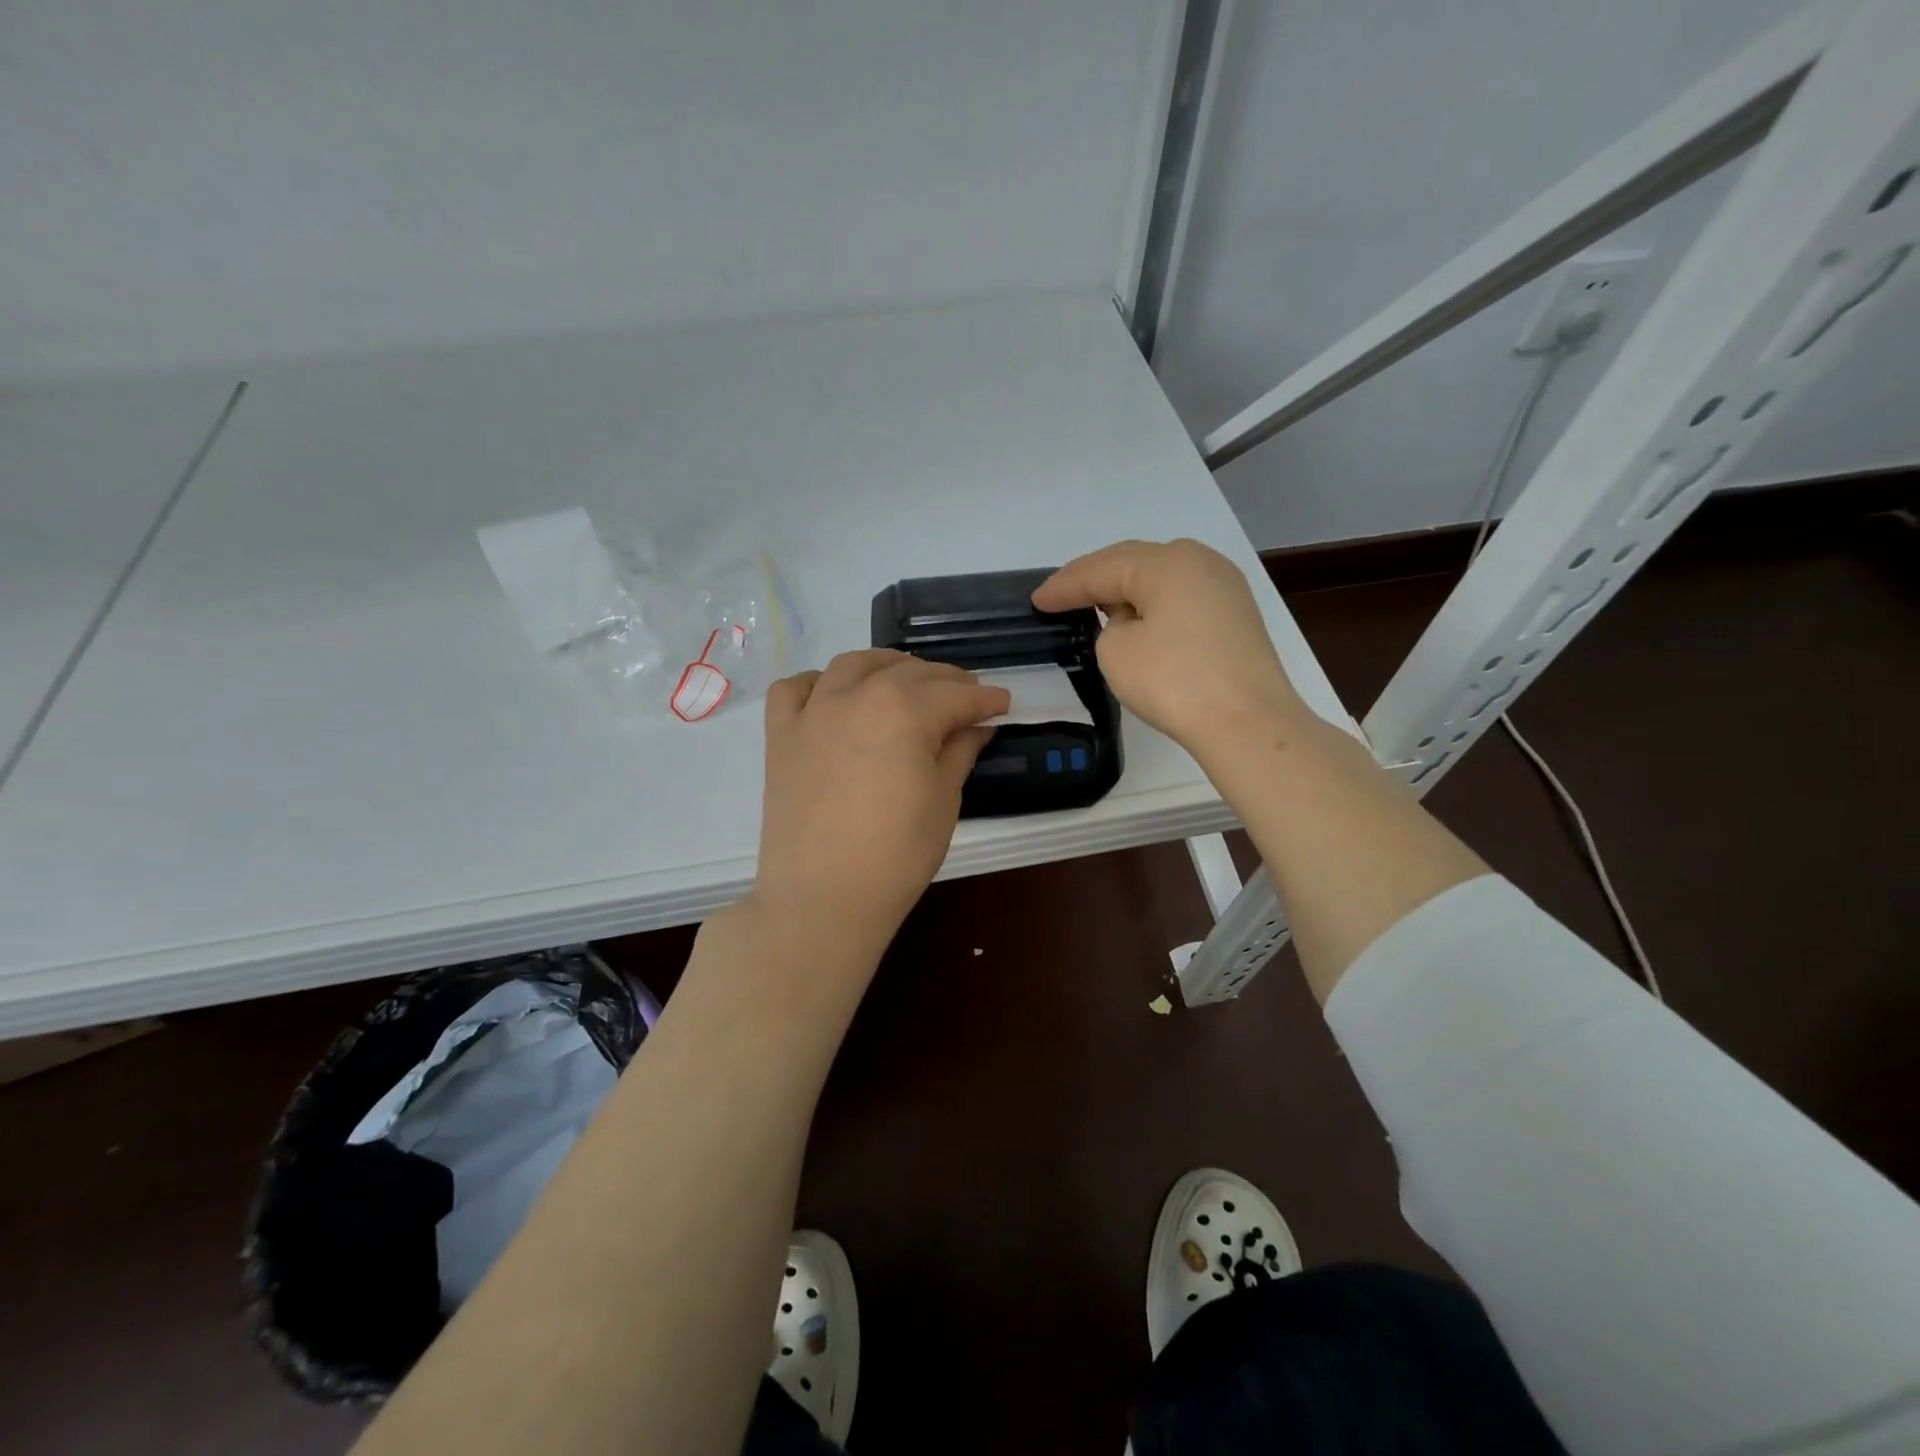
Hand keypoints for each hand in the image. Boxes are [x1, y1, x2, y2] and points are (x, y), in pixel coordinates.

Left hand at [750, 650, 1009, 956]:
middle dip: (945, 680)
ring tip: (906, 680)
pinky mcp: (781, 735)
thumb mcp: (943, 802)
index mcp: (904, 711)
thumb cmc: (896, 855)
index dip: (985, 699)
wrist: (822, 899)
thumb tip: (975, 726)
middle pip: (909, 672)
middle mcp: (856, 695)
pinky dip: (819, 683)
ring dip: (886, 666)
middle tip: (967, 696)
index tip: (1003, 704)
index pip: (956, 695)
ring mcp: (813, 712)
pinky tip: (835, 696)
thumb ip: (959, 752)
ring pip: (852, 665)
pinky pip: (794, 688)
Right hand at [1032, 539, 1305, 760]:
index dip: (1064, 586)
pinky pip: (1181, 598)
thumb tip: (1133, 624)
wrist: (1248, 723)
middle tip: (1059, 597)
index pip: (1101, 569)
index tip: (1036, 601)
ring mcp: (1224, 586)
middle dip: (1094, 581)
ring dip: (1125, 591)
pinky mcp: (1236, 615)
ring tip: (1094, 606)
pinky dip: (1153, 605)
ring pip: (1160, 579)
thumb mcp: (1117, 652)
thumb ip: (1110, 627)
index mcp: (1167, 562)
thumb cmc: (1175, 682)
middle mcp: (1199, 561)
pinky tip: (1138, 620)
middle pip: (1133, 563)